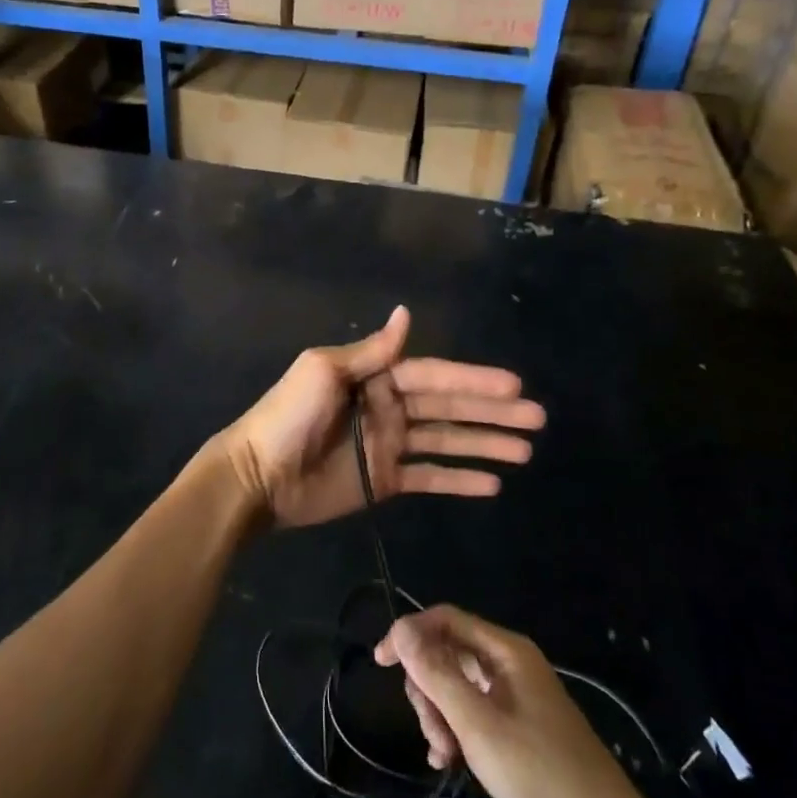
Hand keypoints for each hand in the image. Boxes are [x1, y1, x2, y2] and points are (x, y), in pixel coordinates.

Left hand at [217, 305, 543, 528]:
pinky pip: (430, 477)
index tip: (514, 384)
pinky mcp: (385, 480)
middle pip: (450, 408)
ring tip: (525, 450)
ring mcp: (389, 445)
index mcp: (377, 378)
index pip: (436, 376)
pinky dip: (459, 479)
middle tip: (538, 418)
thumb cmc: (289, 415)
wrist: (258, 475)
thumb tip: (406, 313)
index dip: (474, 380)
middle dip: (492, 411)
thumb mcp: (325, 371)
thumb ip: (372, 351)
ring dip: (485, 444)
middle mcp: (389, 407)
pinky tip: (492, 484)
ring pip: (447, 442)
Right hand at [374, 606, 634, 797]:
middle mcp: (509, 662)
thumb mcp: (478, 724)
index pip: (445, 619)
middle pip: (449, 654)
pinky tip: (450, 760)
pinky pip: (474, 710)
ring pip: (458, 686)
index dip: (409, 634)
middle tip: (430, 731)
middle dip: (429, 689)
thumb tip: (401, 628)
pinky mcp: (519, 722)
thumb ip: (437, 674)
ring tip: (444, 754)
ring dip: (441, 715)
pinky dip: (457, 729)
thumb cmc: (537, 769)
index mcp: (504, 649)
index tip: (381, 662)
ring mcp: (515, 693)